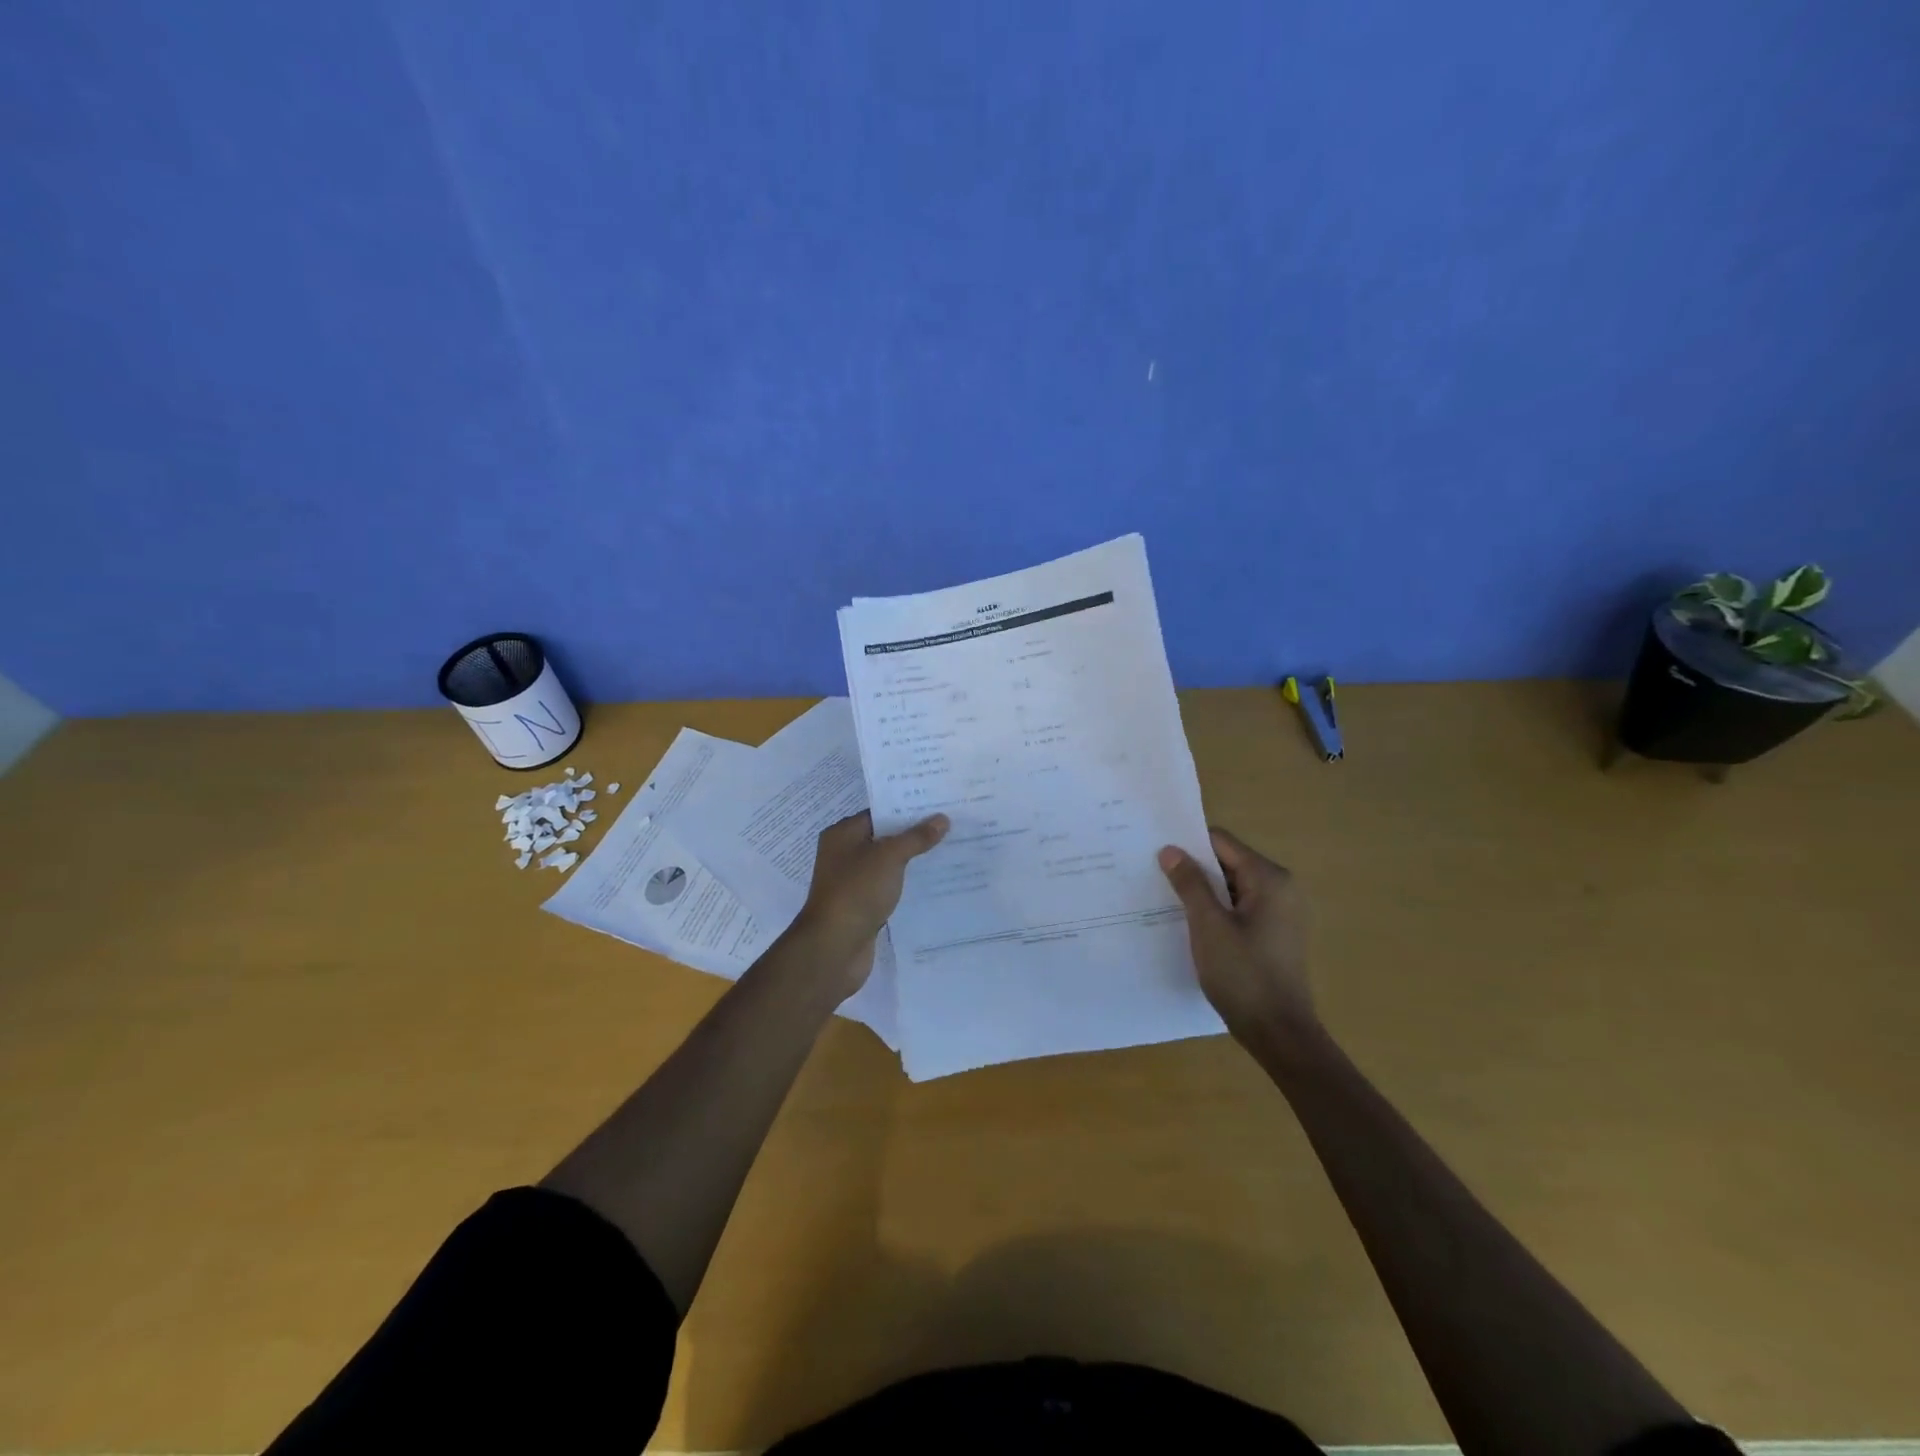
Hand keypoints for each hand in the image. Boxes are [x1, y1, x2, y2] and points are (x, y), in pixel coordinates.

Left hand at [793, 810, 949, 994]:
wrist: (835, 947)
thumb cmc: (857, 891)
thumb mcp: (889, 857)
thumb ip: (916, 837)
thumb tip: (942, 818)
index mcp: (842, 835)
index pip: (879, 813)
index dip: (907, 808)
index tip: (938, 805)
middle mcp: (844, 855)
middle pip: (884, 838)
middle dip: (914, 834)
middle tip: (951, 826)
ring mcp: (853, 882)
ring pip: (888, 865)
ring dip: (913, 861)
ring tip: (950, 851)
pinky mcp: (863, 906)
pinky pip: (889, 888)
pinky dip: (906, 885)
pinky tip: (934, 883)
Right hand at [1158, 828, 1316, 1048]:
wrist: (1279, 1033)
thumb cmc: (1244, 975)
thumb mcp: (1208, 926)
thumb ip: (1190, 883)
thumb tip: (1170, 850)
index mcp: (1269, 879)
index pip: (1222, 842)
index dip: (1188, 845)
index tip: (1156, 852)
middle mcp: (1280, 888)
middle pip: (1228, 862)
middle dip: (1193, 869)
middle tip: (1153, 874)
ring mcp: (1280, 912)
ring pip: (1232, 887)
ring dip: (1202, 891)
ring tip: (1165, 898)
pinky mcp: (1274, 933)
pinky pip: (1239, 908)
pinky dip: (1216, 910)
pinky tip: (1189, 923)